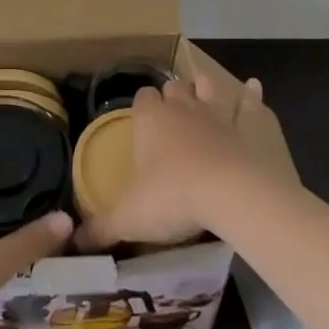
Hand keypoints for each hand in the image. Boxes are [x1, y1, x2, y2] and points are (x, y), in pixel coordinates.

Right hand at [74, 73, 269, 251]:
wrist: (231, 193)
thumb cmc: (174, 198)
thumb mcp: (129, 218)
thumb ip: (101, 228)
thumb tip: (74, 241)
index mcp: (150, 120)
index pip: (141, 98)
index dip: (142, 106)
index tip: (142, 120)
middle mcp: (182, 108)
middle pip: (172, 89)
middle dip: (171, 96)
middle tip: (170, 112)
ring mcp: (217, 114)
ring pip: (207, 88)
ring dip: (204, 87)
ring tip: (202, 87)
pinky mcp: (249, 127)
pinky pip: (249, 105)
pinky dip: (251, 96)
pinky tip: (254, 87)